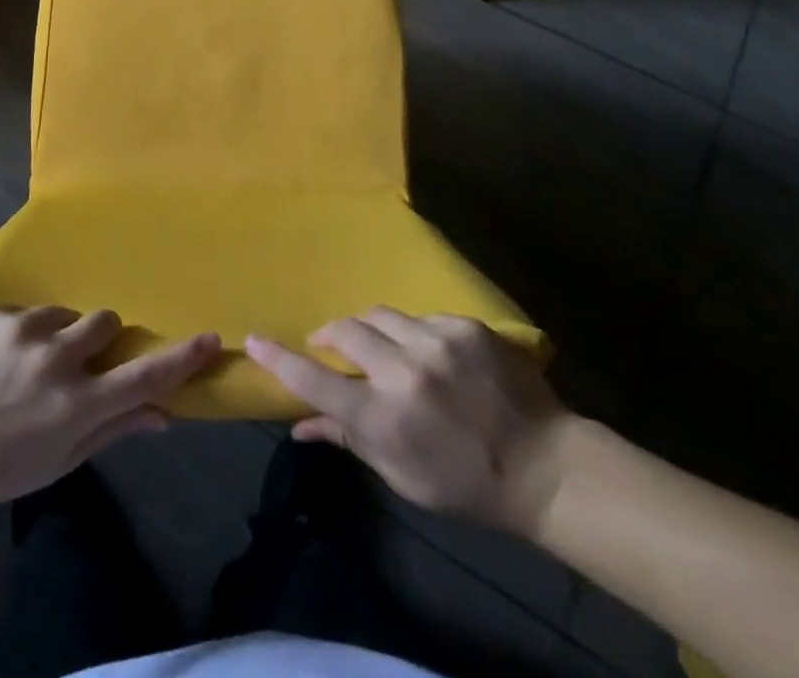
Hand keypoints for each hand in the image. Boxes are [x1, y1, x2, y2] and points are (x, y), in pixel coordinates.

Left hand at [0, 302, 219, 513]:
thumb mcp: (60, 460)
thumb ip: (114, 429)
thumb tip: (164, 413)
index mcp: (75, 405)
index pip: (142, 376)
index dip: (180, 357)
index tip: (210, 338)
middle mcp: (55, 359)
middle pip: (106, 322)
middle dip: (99, 340)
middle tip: (74, 363)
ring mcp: (21, 329)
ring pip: (64, 313)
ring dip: (57, 334)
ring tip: (26, 363)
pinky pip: (26, 311)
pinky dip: (21, 331)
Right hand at [246, 308, 571, 537]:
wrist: (545, 465)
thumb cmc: (466, 483)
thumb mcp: (401, 475)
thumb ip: (348, 439)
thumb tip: (299, 425)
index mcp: (384, 419)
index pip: (315, 382)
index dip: (280, 359)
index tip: (253, 340)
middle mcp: (404, 372)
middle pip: (344, 332)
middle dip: (329, 336)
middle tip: (329, 347)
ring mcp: (436, 342)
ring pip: (378, 315)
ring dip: (368, 330)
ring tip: (380, 349)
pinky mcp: (463, 326)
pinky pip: (418, 317)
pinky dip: (411, 333)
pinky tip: (429, 355)